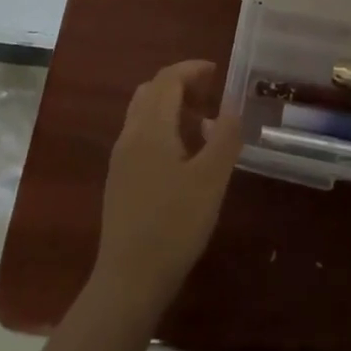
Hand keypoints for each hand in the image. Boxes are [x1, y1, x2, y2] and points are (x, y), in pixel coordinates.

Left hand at [92, 60, 243, 310]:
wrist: (129, 280)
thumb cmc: (174, 225)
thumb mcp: (211, 180)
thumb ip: (225, 138)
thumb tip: (231, 107)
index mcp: (151, 127)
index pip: (167, 79)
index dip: (192, 69)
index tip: (218, 72)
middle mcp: (130, 134)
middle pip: (152, 91)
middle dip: (180, 84)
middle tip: (210, 95)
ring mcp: (120, 158)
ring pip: (143, 113)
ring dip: (170, 106)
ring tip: (200, 124)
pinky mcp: (119, 180)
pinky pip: (140, 135)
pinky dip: (161, 127)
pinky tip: (182, 155)